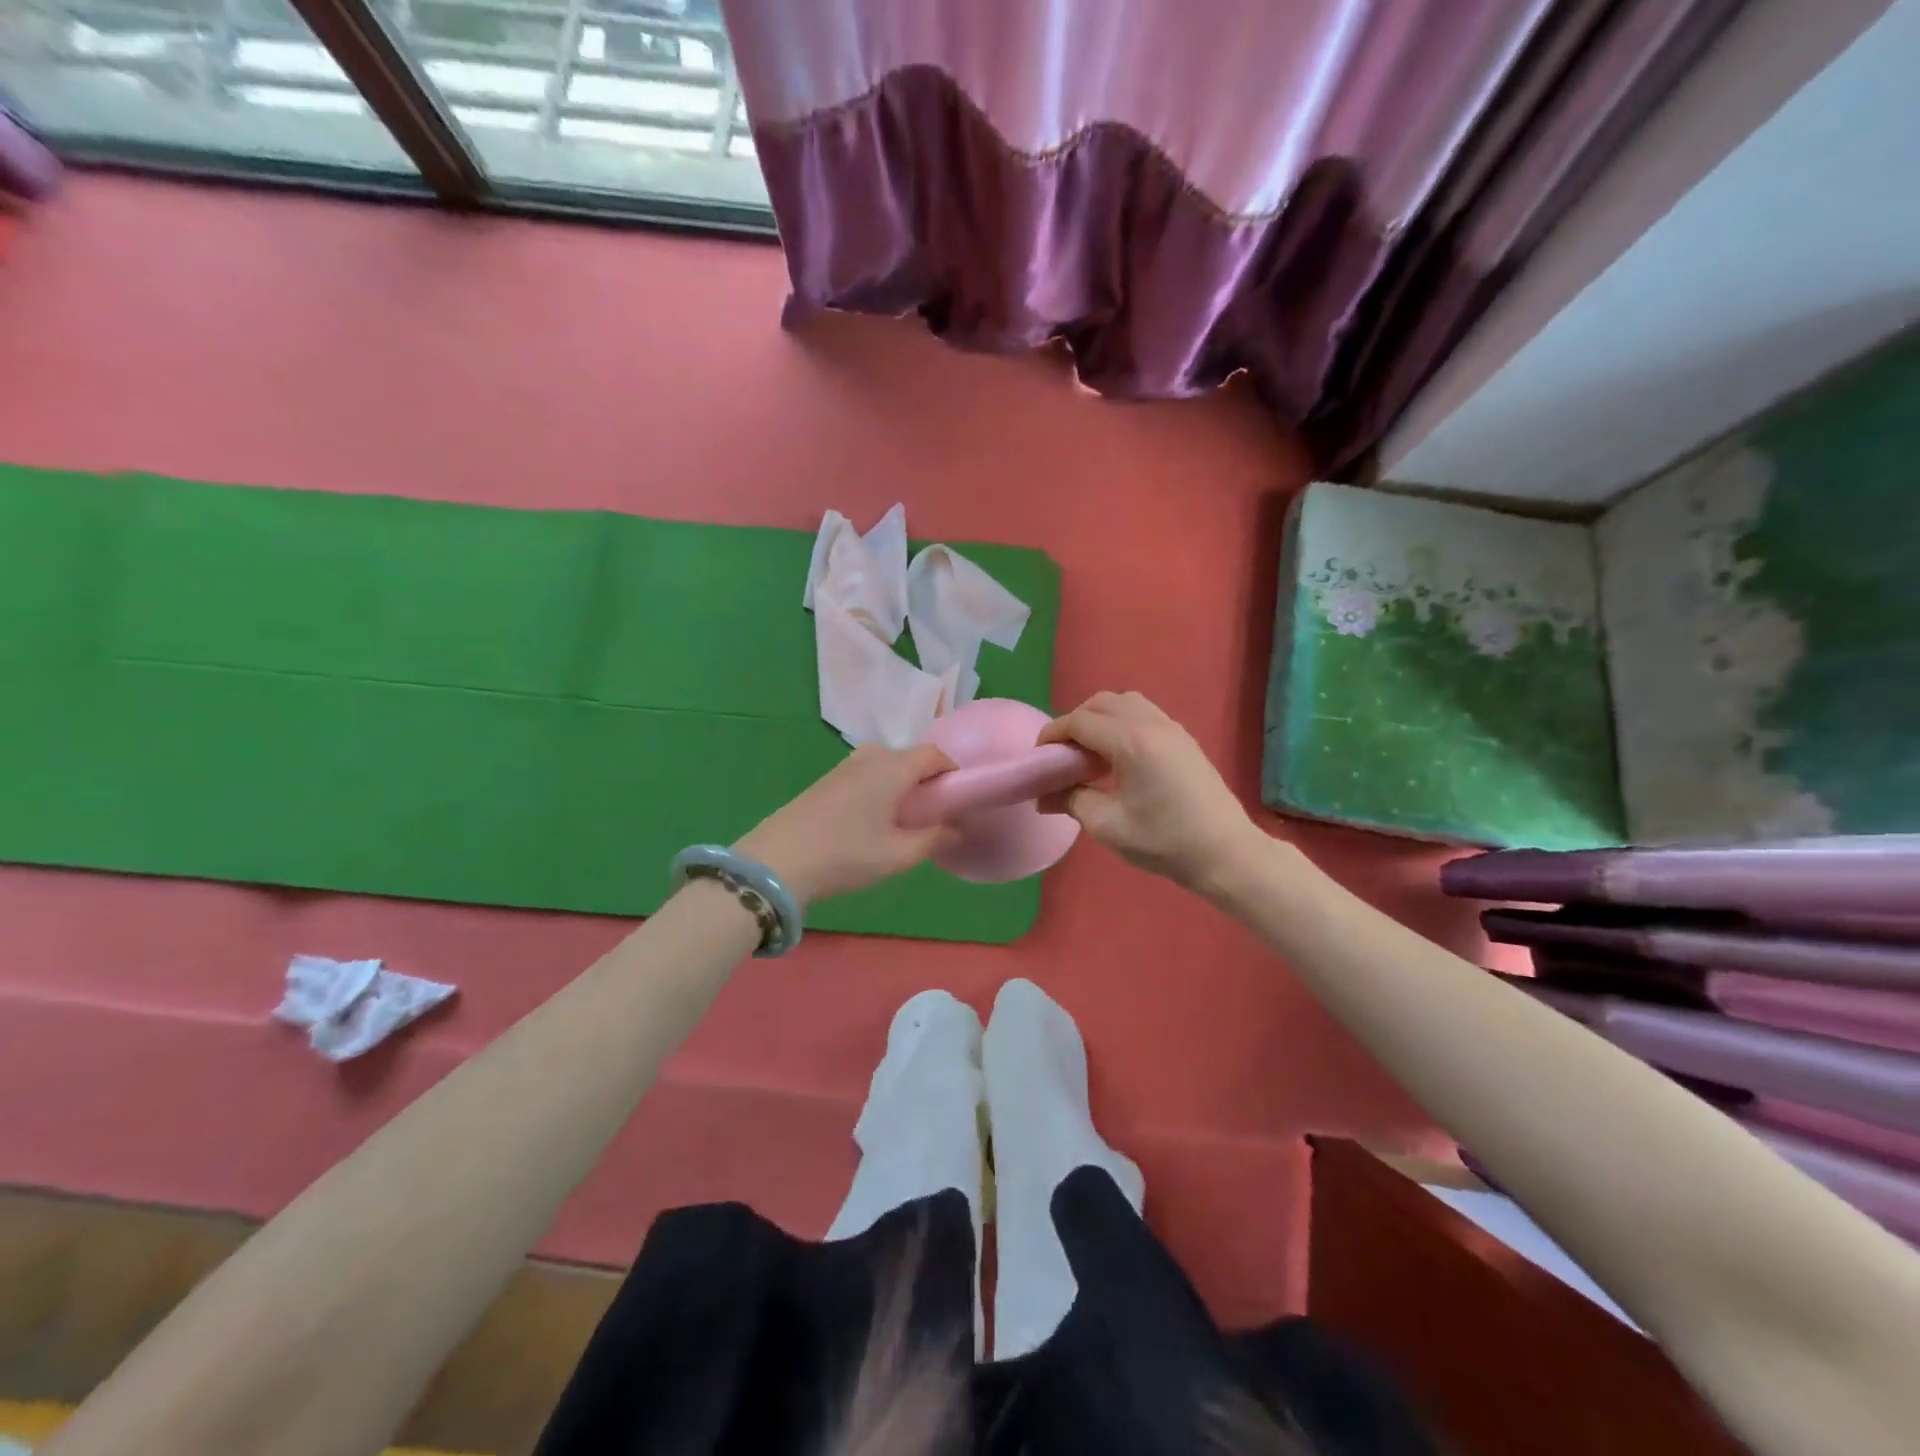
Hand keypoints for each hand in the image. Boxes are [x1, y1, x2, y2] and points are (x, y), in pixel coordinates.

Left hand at [738, 743, 955, 904]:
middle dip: (926, 782)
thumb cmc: (846, 855)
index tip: (958, 801)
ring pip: (885, 767)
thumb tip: (958, 827)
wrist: (777, 863)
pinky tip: (872, 822)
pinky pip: (865, 776)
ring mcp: (843, 767)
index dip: (953, 774)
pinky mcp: (825, 781)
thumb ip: (935, 838)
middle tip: (932, 816)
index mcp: (893, 766)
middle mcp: (870, 756)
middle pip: (910, 758)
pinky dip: (879, 790)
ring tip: (902, 822)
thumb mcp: (899, 855)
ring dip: (900, 787)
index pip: (935, 754)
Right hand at [1038, 691, 1263, 893]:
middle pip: (1102, 703)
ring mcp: (1172, 728)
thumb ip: (1071, 800)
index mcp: (1131, 742)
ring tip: (1090, 754)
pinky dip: (1121, 723)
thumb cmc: (1165, 842)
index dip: (1053, 735)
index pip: (1080, 722)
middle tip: (1063, 754)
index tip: (1039, 757)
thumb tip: (1045, 796)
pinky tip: (1118, 758)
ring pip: (1125, 703)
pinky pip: (1144, 714)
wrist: (1226, 853)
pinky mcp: (1183, 739)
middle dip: (1075, 722)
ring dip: (1100, 719)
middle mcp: (1152, 724)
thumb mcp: (1108, 826)